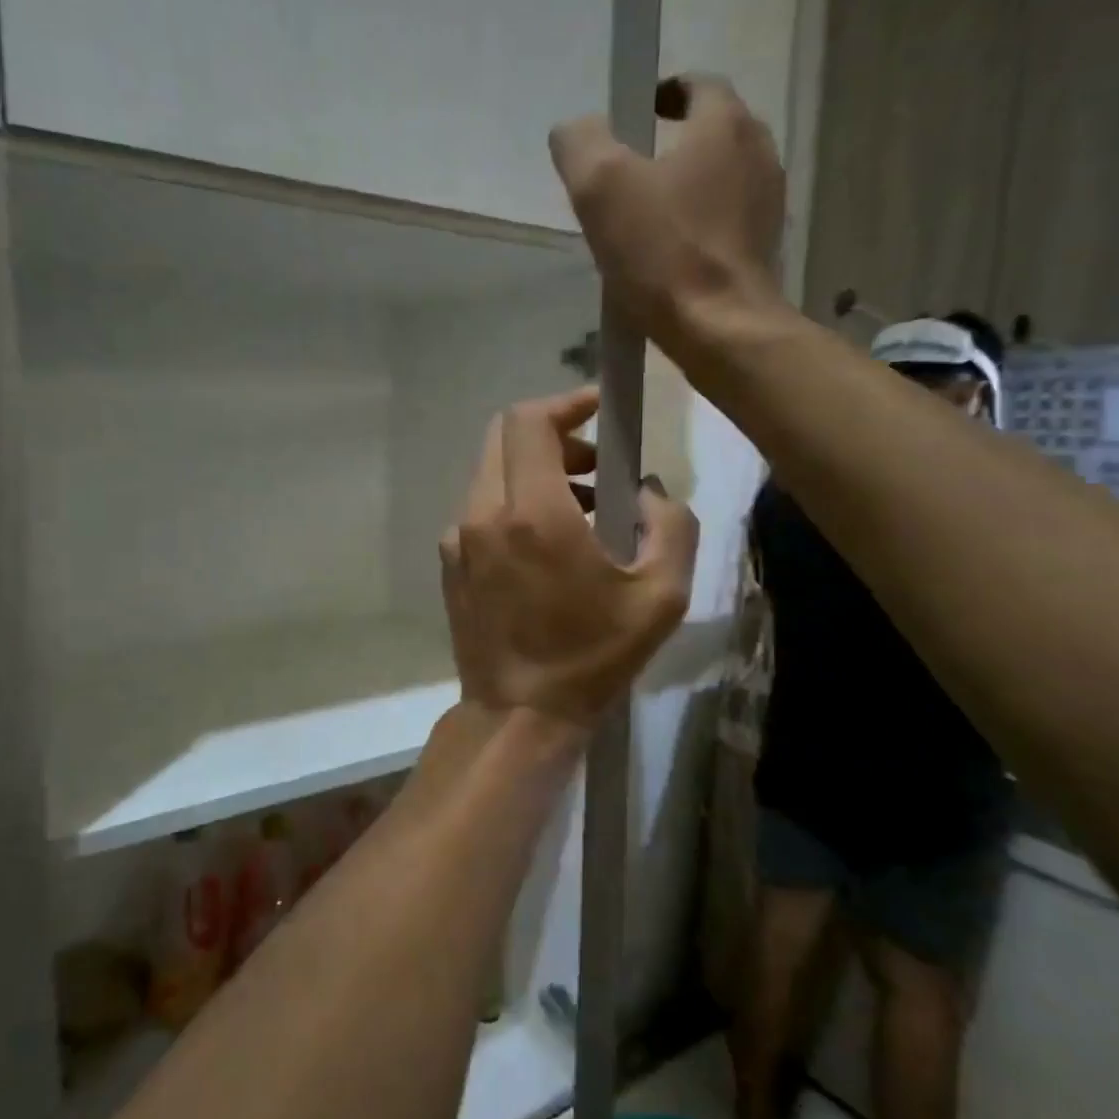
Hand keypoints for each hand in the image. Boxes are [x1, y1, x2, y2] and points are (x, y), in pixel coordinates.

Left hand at [440, 387, 697, 727]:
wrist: (518, 715)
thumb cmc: (593, 658)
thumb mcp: (661, 597)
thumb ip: (670, 526)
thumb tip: (647, 493)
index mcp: (533, 514)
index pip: (530, 422)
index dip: (565, 403)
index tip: (598, 408)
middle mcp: (483, 514)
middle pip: (505, 438)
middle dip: (553, 437)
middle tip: (597, 467)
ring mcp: (457, 540)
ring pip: (491, 473)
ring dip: (535, 474)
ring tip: (581, 511)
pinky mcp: (448, 564)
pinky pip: (480, 510)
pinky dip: (513, 505)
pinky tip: (544, 547)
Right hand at [548, 75, 785, 347]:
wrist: (722, 331)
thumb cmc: (664, 254)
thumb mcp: (601, 188)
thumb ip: (580, 144)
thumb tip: (574, 131)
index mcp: (725, 123)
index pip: (695, 84)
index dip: (659, 96)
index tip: (630, 123)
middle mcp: (758, 152)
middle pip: (710, 132)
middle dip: (670, 146)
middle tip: (629, 178)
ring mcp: (768, 204)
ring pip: (720, 180)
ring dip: (685, 190)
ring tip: (646, 223)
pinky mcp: (765, 249)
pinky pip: (727, 222)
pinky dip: (700, 227)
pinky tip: (670, 259)